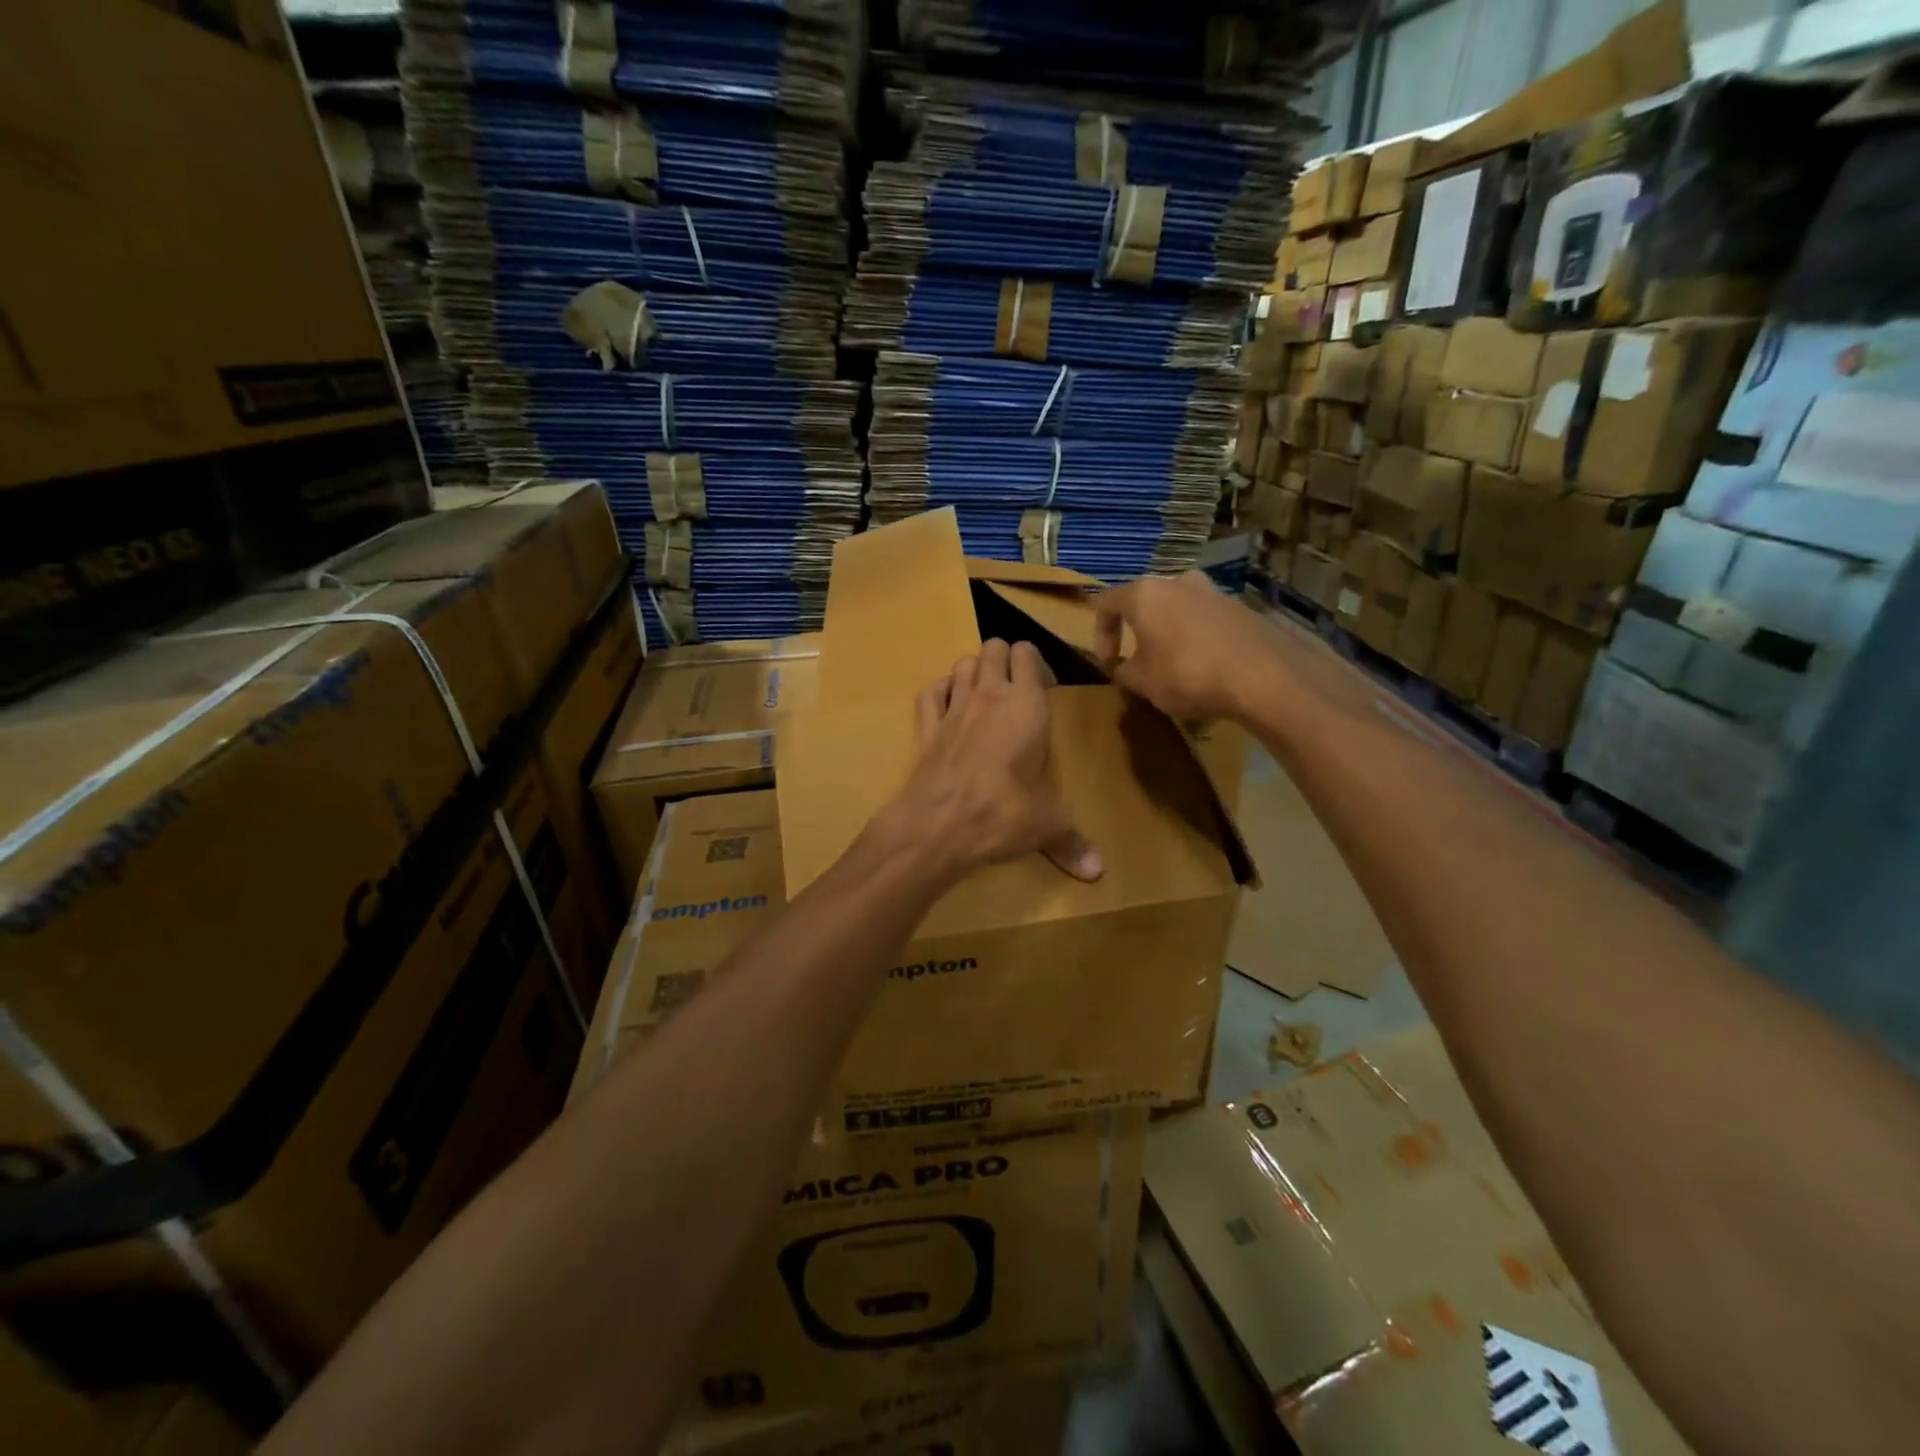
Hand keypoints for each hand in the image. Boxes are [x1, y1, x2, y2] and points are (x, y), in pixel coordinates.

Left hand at [878, 639, 1102, 883]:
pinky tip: (949, 708)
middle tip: (1018, 690)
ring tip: (986, 696)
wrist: (938, 826)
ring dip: (974, 671)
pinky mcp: (926, 727)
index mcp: (1026, 705)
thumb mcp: (1046, 826)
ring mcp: (953, 708)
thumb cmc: (1003, 814)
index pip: (1028, 655)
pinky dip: (940, 692)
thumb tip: (1099, 872)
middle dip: (1006, 659)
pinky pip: (930, 692)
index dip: (1037, 663)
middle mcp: (988, 695)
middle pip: (994, 647)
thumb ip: (1072, 842)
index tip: (1046, 688)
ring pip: (962, 663)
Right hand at [1095, 571, 1276, 720]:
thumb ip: (1123, 672)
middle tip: (1139, 659)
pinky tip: (1205, 666)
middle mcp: (1177, 582)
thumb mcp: (1143, 682)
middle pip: (1146, 601)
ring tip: (1173, 663)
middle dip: (1138, 630)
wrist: (1263, 676)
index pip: (1106, 603)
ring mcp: (1213, 591)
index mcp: (1145, 594)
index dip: (1100, 634)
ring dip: (1169, 632)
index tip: (1108, 662)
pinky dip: (1197, 638)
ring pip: (1178, 609)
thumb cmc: (1187, 674)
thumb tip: (1123, 669)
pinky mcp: (1240, 607)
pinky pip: (1206, 620)